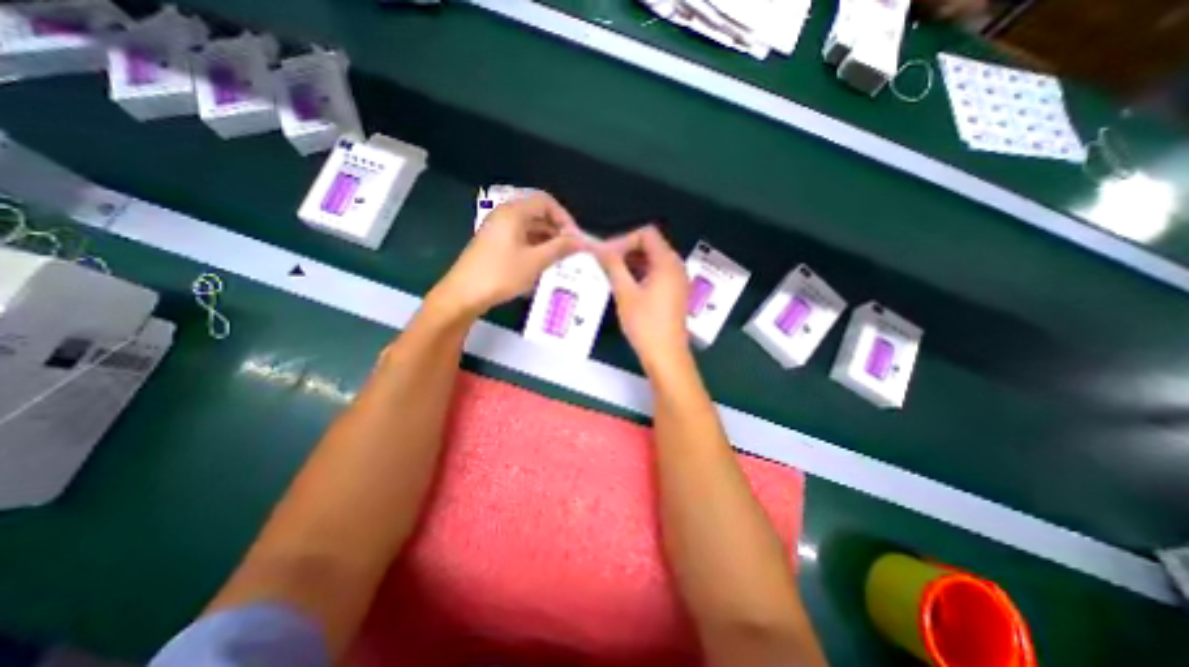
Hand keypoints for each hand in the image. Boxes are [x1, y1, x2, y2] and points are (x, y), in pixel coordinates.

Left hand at [432, 191, 589, 319]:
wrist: (464, 294)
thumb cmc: (501, 274)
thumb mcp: (535, 262)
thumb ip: (560, 248)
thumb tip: (581, 241)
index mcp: (513, 212)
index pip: (545, 202)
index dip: (564, 217)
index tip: (575, 237)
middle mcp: (504, 216)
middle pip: (537, 214)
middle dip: (557, 230)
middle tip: (571, 250)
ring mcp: (498, 230)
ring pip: (529, 228)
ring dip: (547, 241)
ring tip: (561, 259)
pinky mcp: (494, 245)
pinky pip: (520, 239)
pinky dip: (535, 248)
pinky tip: (543, 264)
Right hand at [591, 227, 692, 374]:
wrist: (666, 356)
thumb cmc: (645, 324)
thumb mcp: (625, 293)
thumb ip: (612, 265)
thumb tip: (598, 247)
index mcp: (667, 262)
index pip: (646, 234)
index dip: (624, 239)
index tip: (606, 255)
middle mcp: (676, 266)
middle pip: (650, 245)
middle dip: (626, 250)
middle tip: (605, 265)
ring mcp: (677, 280)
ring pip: (653, 261)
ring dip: (632, 263)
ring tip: (612, 275)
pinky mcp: (675, 293)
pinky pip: (657, 274)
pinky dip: (641, 274)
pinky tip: (626, 287)